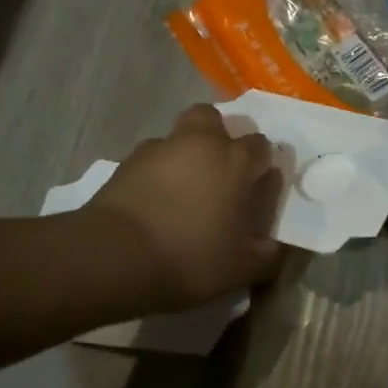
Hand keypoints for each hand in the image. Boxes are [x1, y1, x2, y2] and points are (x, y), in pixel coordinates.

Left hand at [84, 105, 284, 311]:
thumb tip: (273, 246)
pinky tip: (156, 201)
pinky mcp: (125, 163)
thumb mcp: (241, 269)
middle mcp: (199, 143)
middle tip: (220, 170)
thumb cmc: (189, 257)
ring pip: (178, 137)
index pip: (260, 145)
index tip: (258, 186)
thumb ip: (266, 254)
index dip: (262, 163)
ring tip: (184, 190)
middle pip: (212, 118)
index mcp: (234, 161)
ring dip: (185, 154)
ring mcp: (158, 149)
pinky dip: (157, 173)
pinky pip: (150, 159)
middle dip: (219, 135)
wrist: (114, 256)